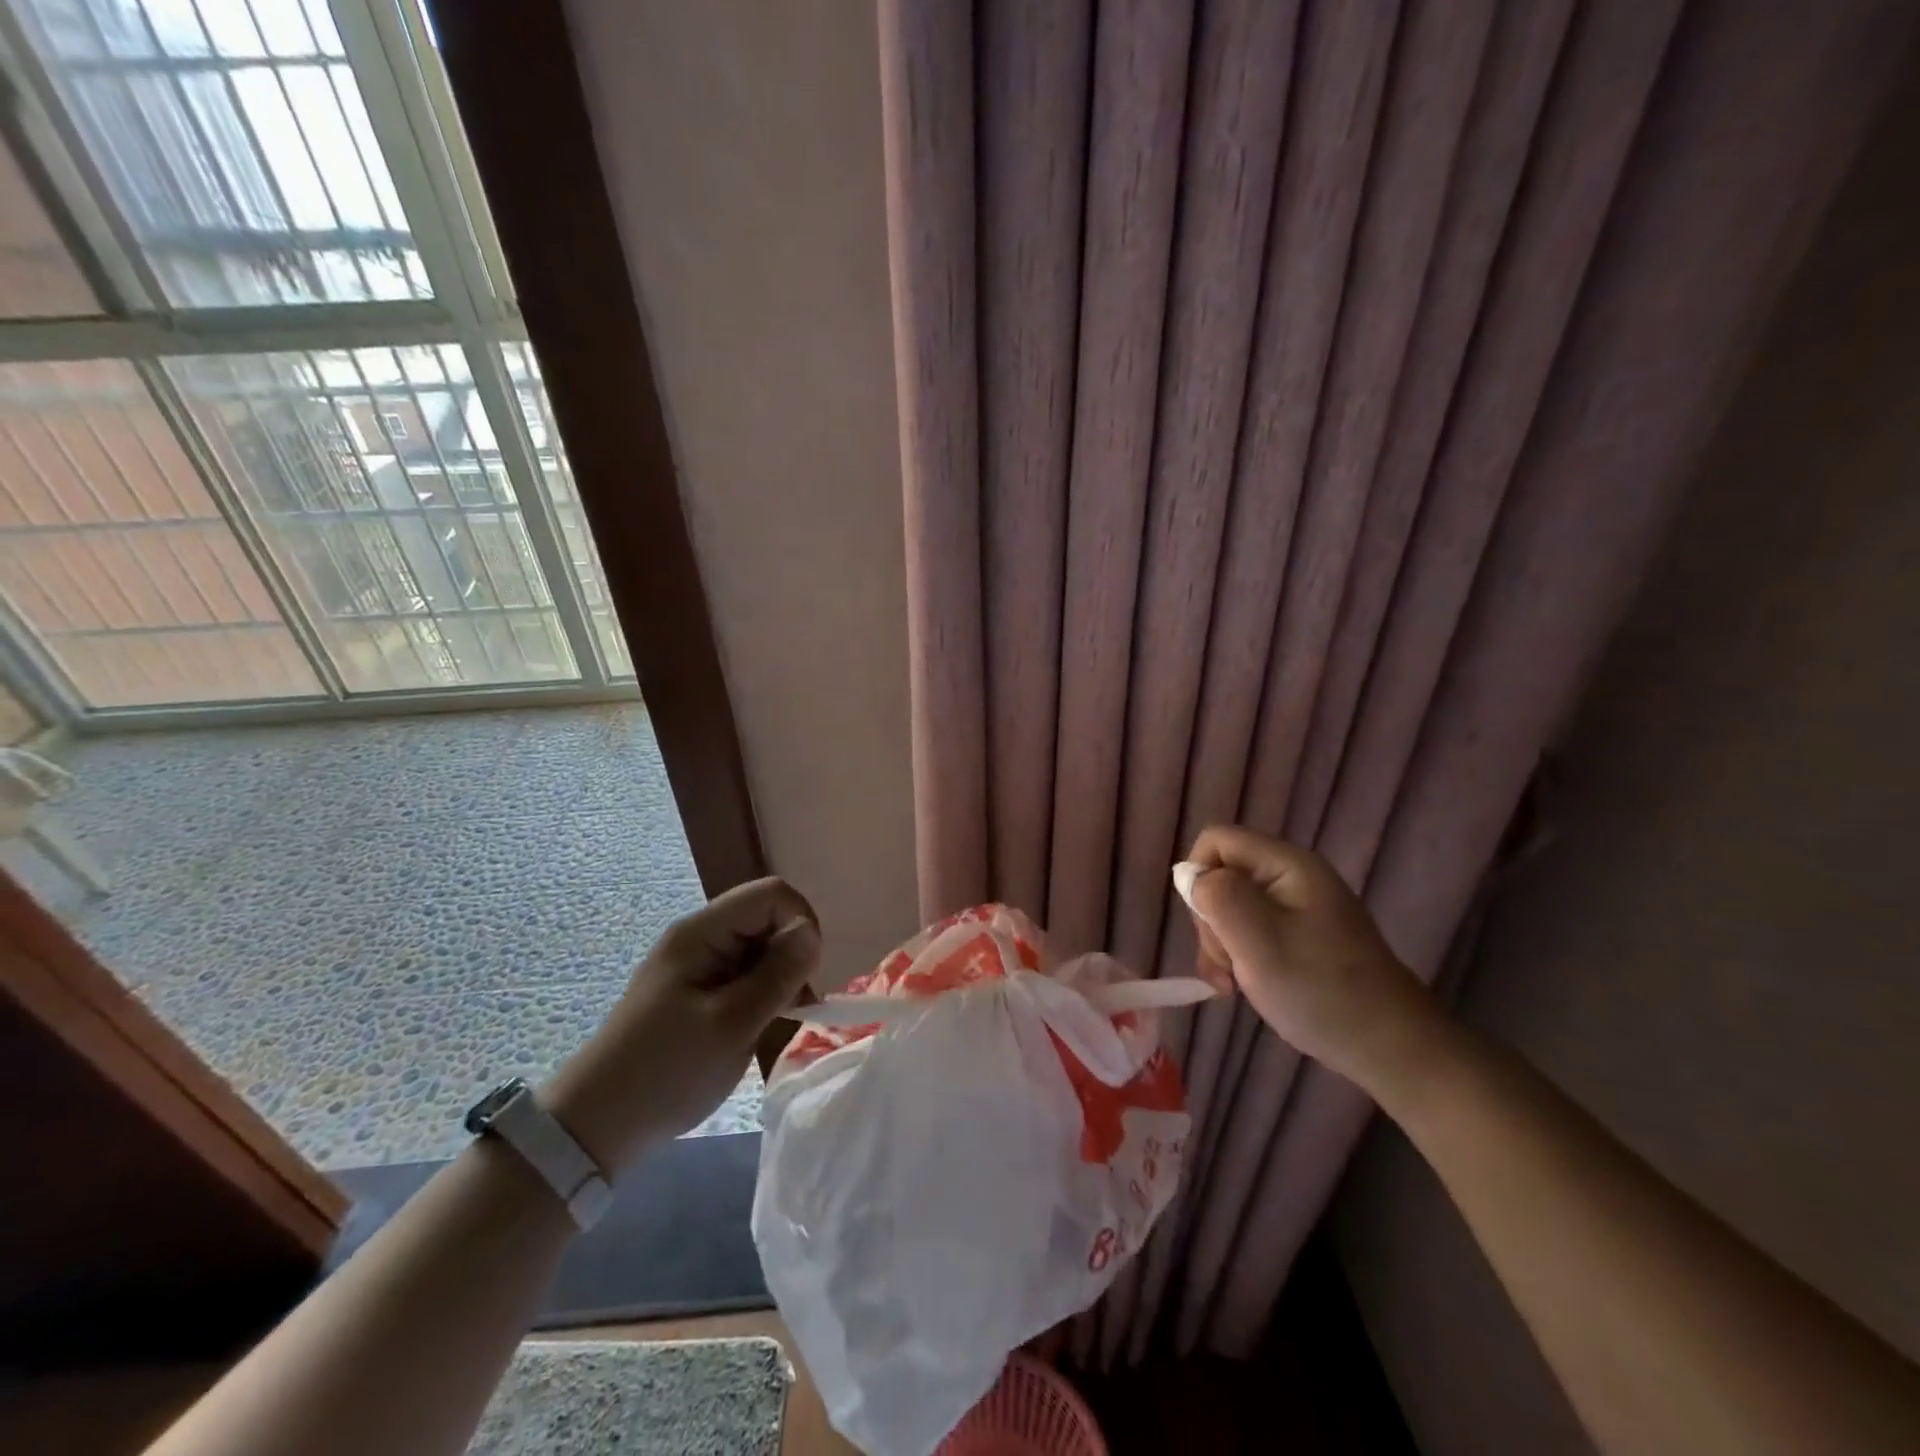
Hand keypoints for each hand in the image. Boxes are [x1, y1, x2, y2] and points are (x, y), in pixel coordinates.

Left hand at [543, 877, 819, 1174]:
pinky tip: (758, 1023)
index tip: (804, 975)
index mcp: (702, 932)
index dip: (800, 924)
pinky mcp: (698, 988)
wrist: (598, 1125)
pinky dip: (763, 990)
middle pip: (768, 916)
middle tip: (792, 1004)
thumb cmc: (667, 1071)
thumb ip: (777, 973)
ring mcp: (698, 962)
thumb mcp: (732, 1024)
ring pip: (761, 945)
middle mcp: (700, 936)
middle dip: (792, 953)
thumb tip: (811, 931)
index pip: (772, 895)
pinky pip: (746, 970)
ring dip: (779, 975)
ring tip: (775, 1019)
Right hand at [1178, 825, 1441, 1089]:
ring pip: (1230, 907)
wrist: (1391, 1048)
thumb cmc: (1320, 990)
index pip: (1216, 841)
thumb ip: (1217, 896)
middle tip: (1226, 964)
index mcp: (1286, 864)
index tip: (1211, 925)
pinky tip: (1243, 987)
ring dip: (1220, 945)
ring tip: (1233, 984)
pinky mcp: (1300, 936)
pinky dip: (1238, 956)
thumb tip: (1189, 875)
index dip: (1199, 877)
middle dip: (1210, 919)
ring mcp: (1298, 908)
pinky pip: (1250, 931)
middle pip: (1222, 875)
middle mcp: (1291, 876)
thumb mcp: (1258, 940)